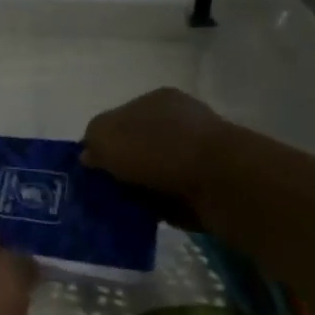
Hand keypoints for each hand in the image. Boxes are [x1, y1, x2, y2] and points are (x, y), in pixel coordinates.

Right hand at [81, 87, 223, 227]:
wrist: (222, 182)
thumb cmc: (158, 149)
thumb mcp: (106, 136)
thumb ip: (92, 141)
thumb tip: (91, 155)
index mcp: (157, 99)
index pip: (120, 118)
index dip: (102, 141)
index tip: (92, 167)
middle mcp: (180, 120)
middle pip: (139, 144)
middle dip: (122, 166)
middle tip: (104, 189)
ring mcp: (200, 151)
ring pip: (157, 171)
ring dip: (142, 188)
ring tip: (123, 207)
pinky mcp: (213, 183)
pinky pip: (175, 195)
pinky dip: (161, 205)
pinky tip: (147, 215)